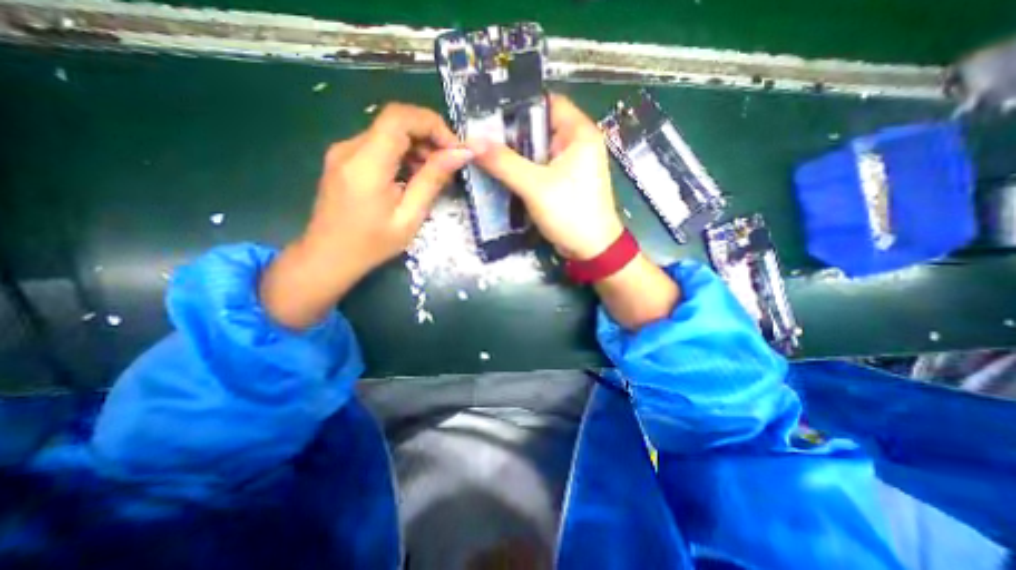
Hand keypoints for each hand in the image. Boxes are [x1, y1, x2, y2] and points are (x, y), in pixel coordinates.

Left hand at [259, 103, 471, 329]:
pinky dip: (402, 155)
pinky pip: (379, 146)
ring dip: (417, 147)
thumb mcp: (409, 217)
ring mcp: (343, 152)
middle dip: (429, 137)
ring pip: (388, 133)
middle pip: (395, 122)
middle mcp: (350, 148)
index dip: (432, 124)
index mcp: (366, 163)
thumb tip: (460, 154)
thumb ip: (433, 180)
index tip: (454, 149)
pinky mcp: (344, 160)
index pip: (400, 117)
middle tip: (449, 164)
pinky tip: (412, 178)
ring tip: (433, 175)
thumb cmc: (372, 244)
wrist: (328, 257)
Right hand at [467, 93, 623, 260]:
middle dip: (510, 132)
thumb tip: (472, 142)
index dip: (517, 104)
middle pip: (538, 126)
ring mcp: (569, 163)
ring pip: (536, 149)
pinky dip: (522, 168)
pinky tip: (501, 171)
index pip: (546, 102)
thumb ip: (504, 163)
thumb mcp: (535, 186)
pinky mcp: (562, 180)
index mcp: (579, 132)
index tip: (487, 111)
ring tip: (484, 152)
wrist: (591, 249)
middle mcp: (576, 142)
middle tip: (479, 136)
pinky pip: (538, 166)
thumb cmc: (570, 212)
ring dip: (514, 152)